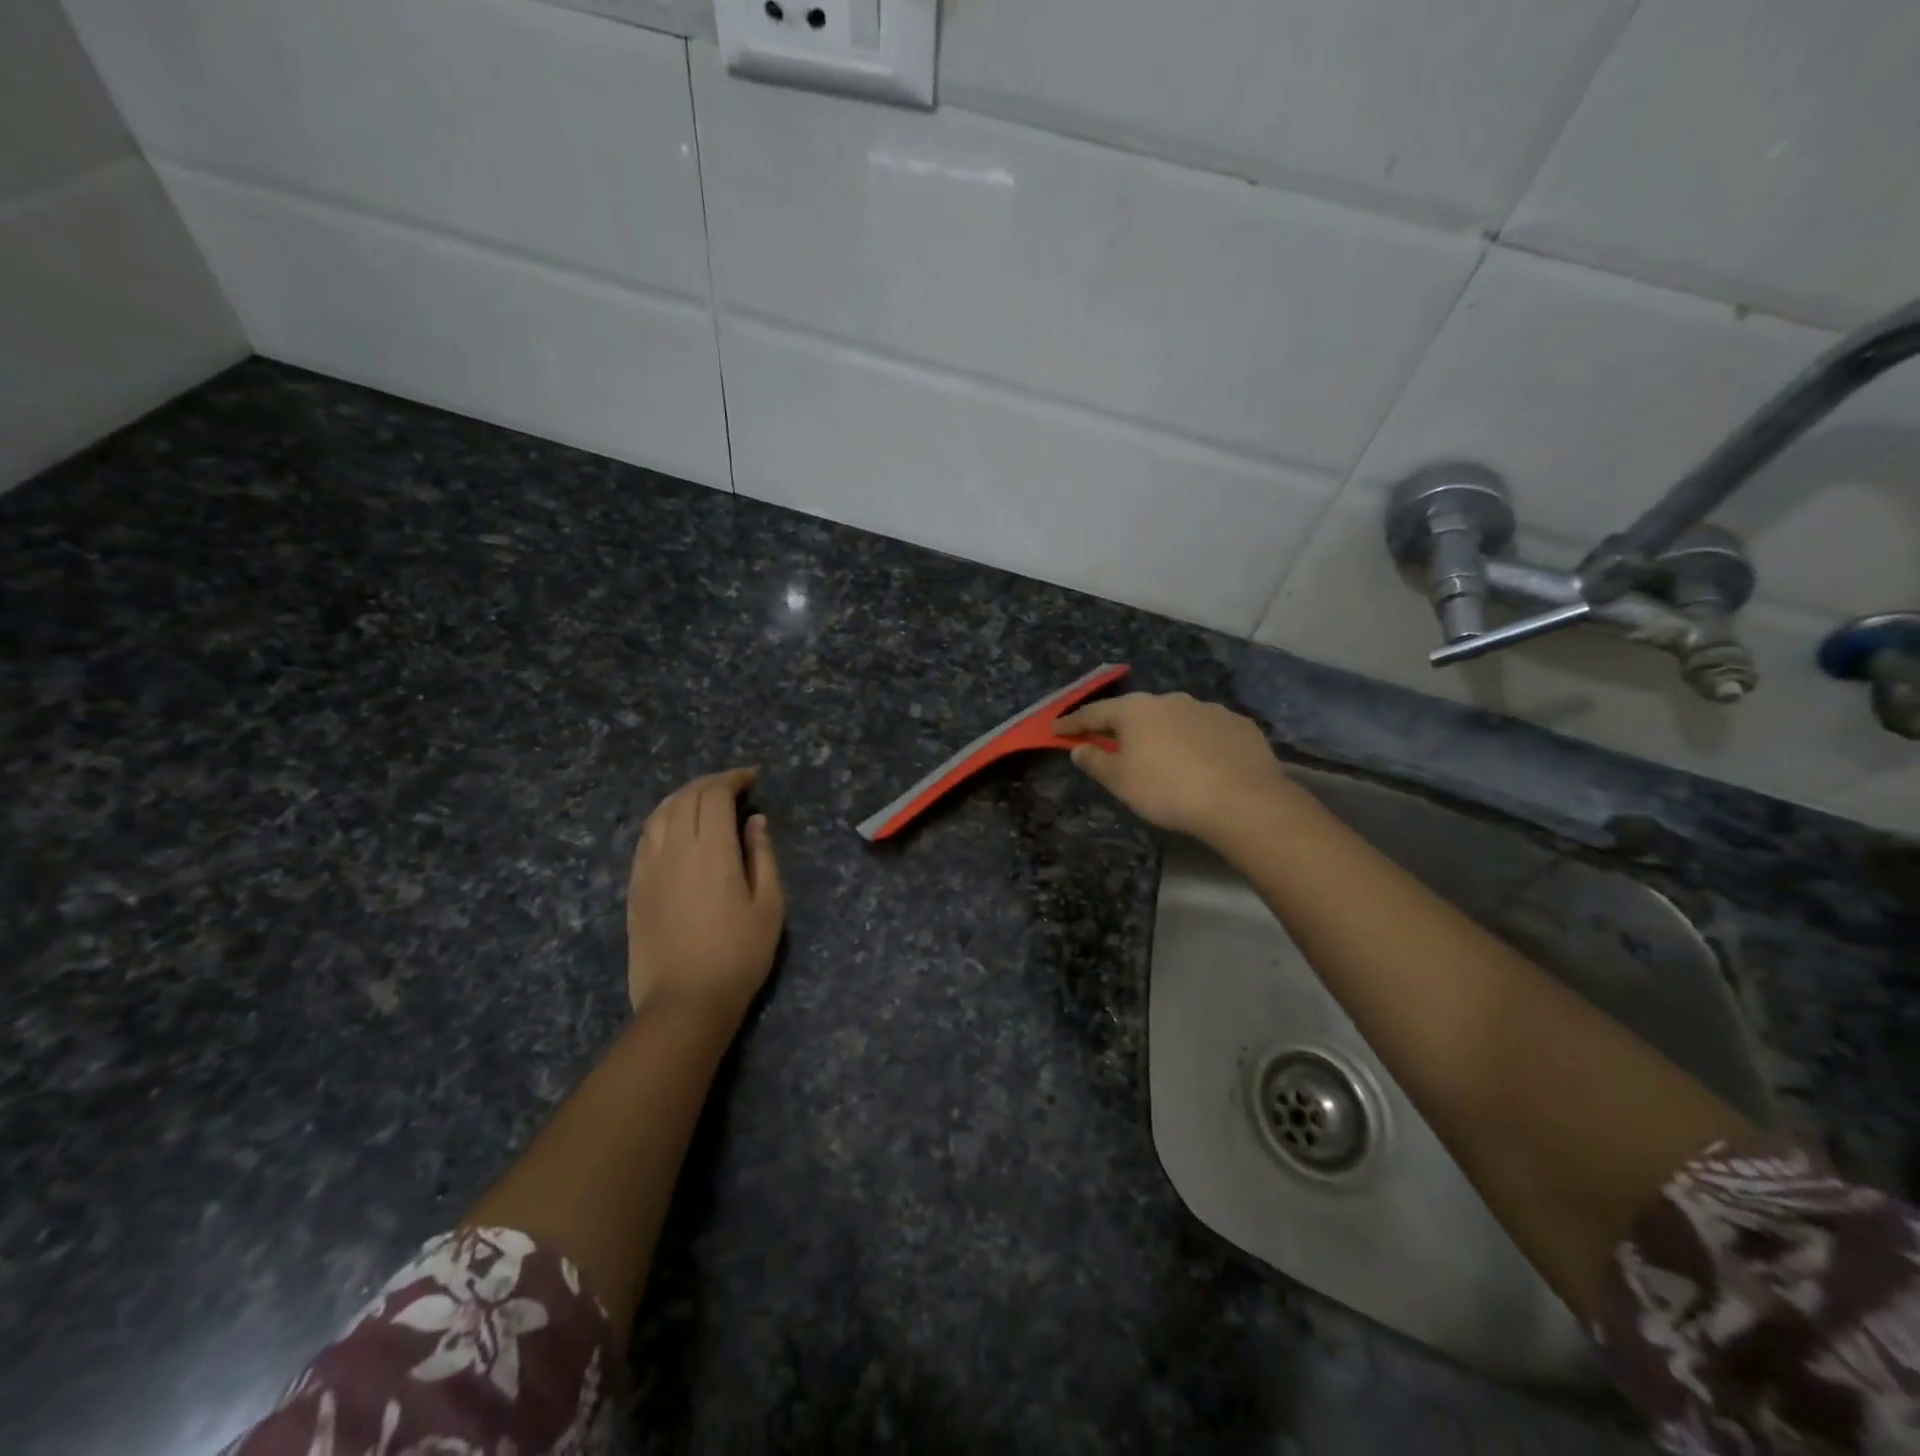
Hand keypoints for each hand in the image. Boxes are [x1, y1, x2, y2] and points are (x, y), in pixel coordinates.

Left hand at [626, 768, 784, 1023]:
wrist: (685, 1002)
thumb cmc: (739, 956)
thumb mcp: (770, 906)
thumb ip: (763, 856)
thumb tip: (754, 821)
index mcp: (711, 851)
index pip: (715, 795)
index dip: (733, 778)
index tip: (752, 777)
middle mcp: (674, 849)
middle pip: (686, 797)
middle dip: (711, 782)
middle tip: (734, 786)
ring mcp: (648, 868)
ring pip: (660, 813)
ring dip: (684, 796)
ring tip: (705, 799)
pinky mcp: (635, 887)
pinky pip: (645, 837)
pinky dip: (663, 819)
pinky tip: (676, 827)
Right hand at [1054, 692, 1296, 841]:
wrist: (1242, 799)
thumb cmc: (1167, 789)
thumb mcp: (1120, 781)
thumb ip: (1095, 761)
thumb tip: (1080, 748)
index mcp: (1137, 710)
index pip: (1095, 712)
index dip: (1074, 723)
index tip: (1057, 730)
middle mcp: (1171, 700)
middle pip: (1137, 712)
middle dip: (1123, 727)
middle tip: (1113, 744)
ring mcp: (1209, 709)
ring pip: (1175, 719)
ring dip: (1163, 733)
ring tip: (1163, 757)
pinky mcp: (1239, 725)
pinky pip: (1207, 731)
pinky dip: (1197, 742)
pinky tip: (1202, 763)